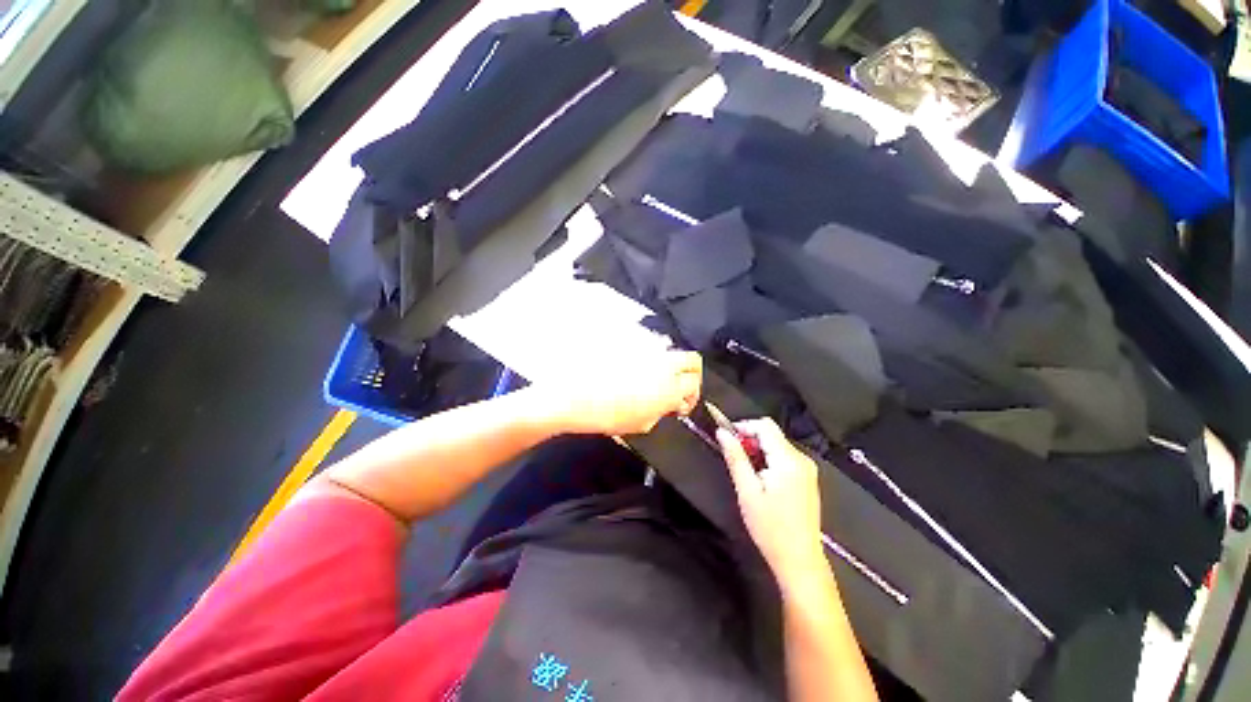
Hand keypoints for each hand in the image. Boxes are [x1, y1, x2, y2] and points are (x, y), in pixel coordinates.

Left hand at [542, 350, 701, 435]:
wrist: (574, 394)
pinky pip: (648, 346)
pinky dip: (646, 357)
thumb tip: (667, 405)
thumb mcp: (639, 423)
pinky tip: (631, 369)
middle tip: (677, 384)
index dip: (692, 395)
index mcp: (669, 388)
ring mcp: (648, 350)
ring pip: (669, 351)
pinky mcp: (634, 341)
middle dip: (690, 373)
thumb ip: (660, 411)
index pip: (695, 384)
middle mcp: (663, 364)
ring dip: (666, 364)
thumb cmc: (604, 414)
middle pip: (692, 360)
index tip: (682, 401)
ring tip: (649, 377)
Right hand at [718, 419, 825, 588]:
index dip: (743, 426)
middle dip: (749, 439)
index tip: (726, 438)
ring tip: (745, 471)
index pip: (765, 425)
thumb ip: (735, 457)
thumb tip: (722, 432)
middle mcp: (802, 459)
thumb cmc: (770, 528)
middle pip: (771, 433)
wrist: (800, 560)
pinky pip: (784, 457)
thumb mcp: (747, 491)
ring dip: (758, 450)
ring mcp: (807, 469)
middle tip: (733, 457)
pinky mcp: (807, 478)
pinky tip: (760, 478)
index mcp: (788, 460)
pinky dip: (768, 459)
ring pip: (776, 444)